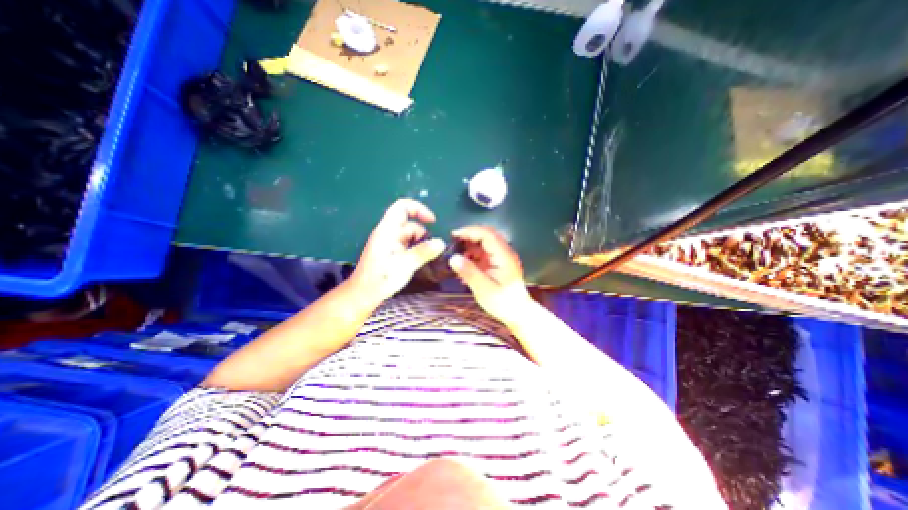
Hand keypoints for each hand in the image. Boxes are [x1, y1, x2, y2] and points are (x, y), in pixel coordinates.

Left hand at [347, 198, 446, 301]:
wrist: (364, 294)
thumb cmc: (382, 278)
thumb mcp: (406, 265)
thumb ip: (424, 252)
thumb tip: (441, 243)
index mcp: (388, 230)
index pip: (402, 207)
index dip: (419, 209)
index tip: (432, 222)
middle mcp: (388, 233)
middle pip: (410, 224)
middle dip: (423, 235)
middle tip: (431, 252)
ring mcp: (389, 242)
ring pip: (410, 236)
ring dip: (420, 245)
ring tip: (425, 260)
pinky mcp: (390, 252)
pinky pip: (407, 245)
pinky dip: (415, 250)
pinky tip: (419, 262)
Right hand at [447, 226, 532, 323]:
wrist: (517, 313)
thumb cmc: (503, 302)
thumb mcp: (484, 289)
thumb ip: (469, 272)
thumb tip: (453, 258)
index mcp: (503, 256)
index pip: (487, 234)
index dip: (470, 231)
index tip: (454, 235)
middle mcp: (504, 253)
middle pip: (486, 236)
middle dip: (468, 237)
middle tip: (452, 243)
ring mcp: (501, 258)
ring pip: (484, 244)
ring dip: (469, 247)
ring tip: (455, 256)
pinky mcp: (497, 264)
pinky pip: (483, 254)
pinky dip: (472, 256)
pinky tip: (463, 266)